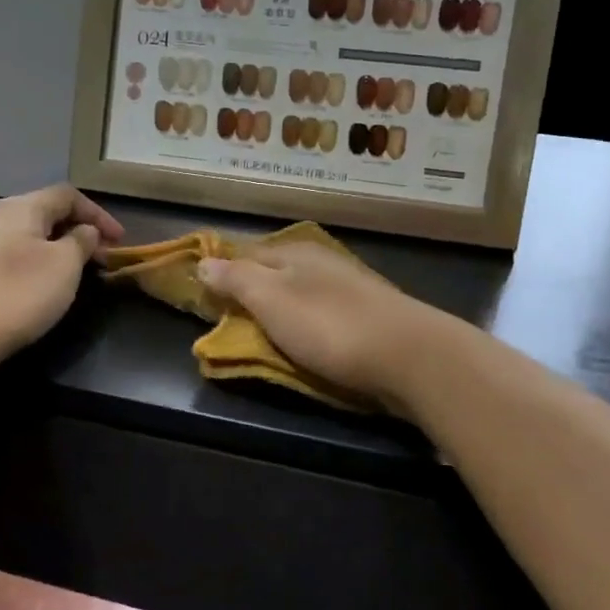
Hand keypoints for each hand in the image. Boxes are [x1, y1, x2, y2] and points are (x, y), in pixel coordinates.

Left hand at [0, 185, 124, 380]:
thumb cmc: (15, 294)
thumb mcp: (64, 266)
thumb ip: (81, 242)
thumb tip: (85, 231)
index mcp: (19, 208)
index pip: (67, 195)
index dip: (98, 213)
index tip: (120, 241)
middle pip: (43, 214)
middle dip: (76, 233)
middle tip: (100, 260)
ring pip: (24, 238)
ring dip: (54, 251)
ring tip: (73, 276)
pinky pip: (7, 260)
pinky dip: (32, 267)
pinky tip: (37, 291)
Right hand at [197, 242, 449, 412]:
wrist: (410, 356)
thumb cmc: (330, 326)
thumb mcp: (272, 300)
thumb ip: (237, 280)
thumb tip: (203, 262)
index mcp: (295, 252)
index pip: (246, 252)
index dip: (221, 269)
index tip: (199, 289)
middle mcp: (321, 262)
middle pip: (274, 270)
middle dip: (250, 286)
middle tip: (225, 313)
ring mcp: (348, 288)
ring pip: (300, 290)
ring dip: (279, 305)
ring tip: (260, 327)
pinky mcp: (368, 316)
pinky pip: (322, 312)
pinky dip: (305, 321)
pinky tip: (304, 336)